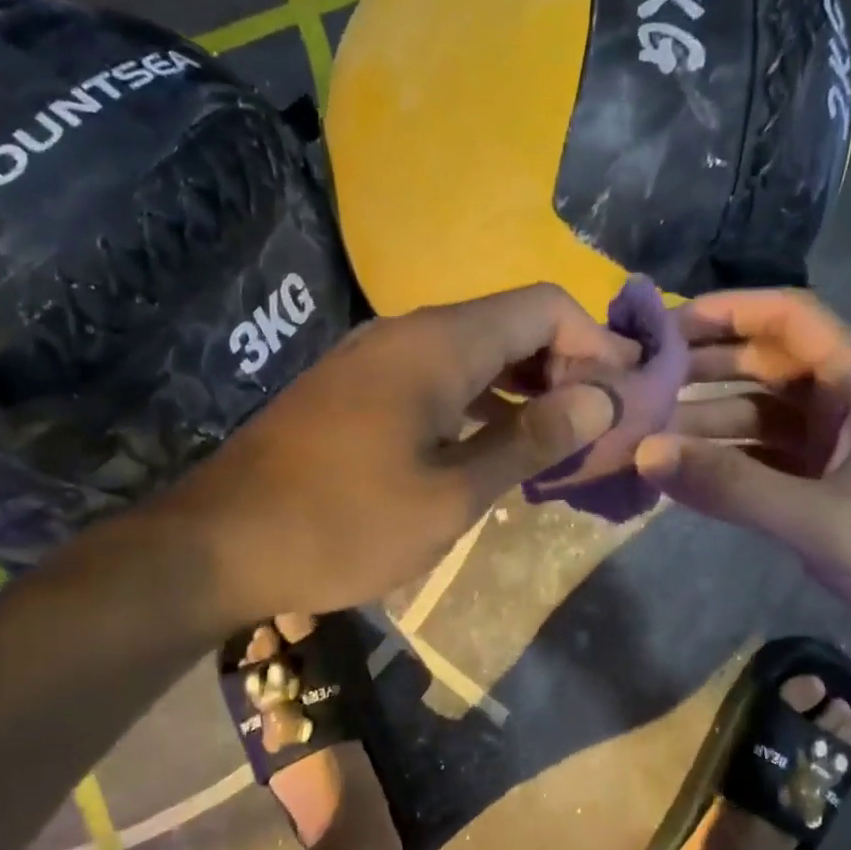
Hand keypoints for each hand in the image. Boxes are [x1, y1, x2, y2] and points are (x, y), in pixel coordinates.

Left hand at [162, 284, 636, 625]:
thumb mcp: (451, 493)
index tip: (630, 390)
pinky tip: (498, 446)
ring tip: (563, 440)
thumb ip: (530, 440)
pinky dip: (483, 402)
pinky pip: (439, 378)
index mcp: (440, 343)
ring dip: (526, 386)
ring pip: (476, 353)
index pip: (544, 306)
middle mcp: (410, 333)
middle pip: (512, 324)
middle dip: (567, 365)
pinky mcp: (357, 390)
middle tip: (602, 423)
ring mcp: (377, 359)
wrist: (220, 543)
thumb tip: (600, 400)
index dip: (598, 340)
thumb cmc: (343, 522)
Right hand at [635, 289, 850, 679]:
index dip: (727, 311)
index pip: (790, 318)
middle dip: (705, 367)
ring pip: (764, 416)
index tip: (663, 326)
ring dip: (710, 421)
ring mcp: (844, 448)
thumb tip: (644, 451)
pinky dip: (730, 463)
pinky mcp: (835, 487)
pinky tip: (686, 476)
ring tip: (647, 434)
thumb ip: (733, 486)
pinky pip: (770, 459)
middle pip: (769, 364)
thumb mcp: (824, 523)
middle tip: (639, 381)